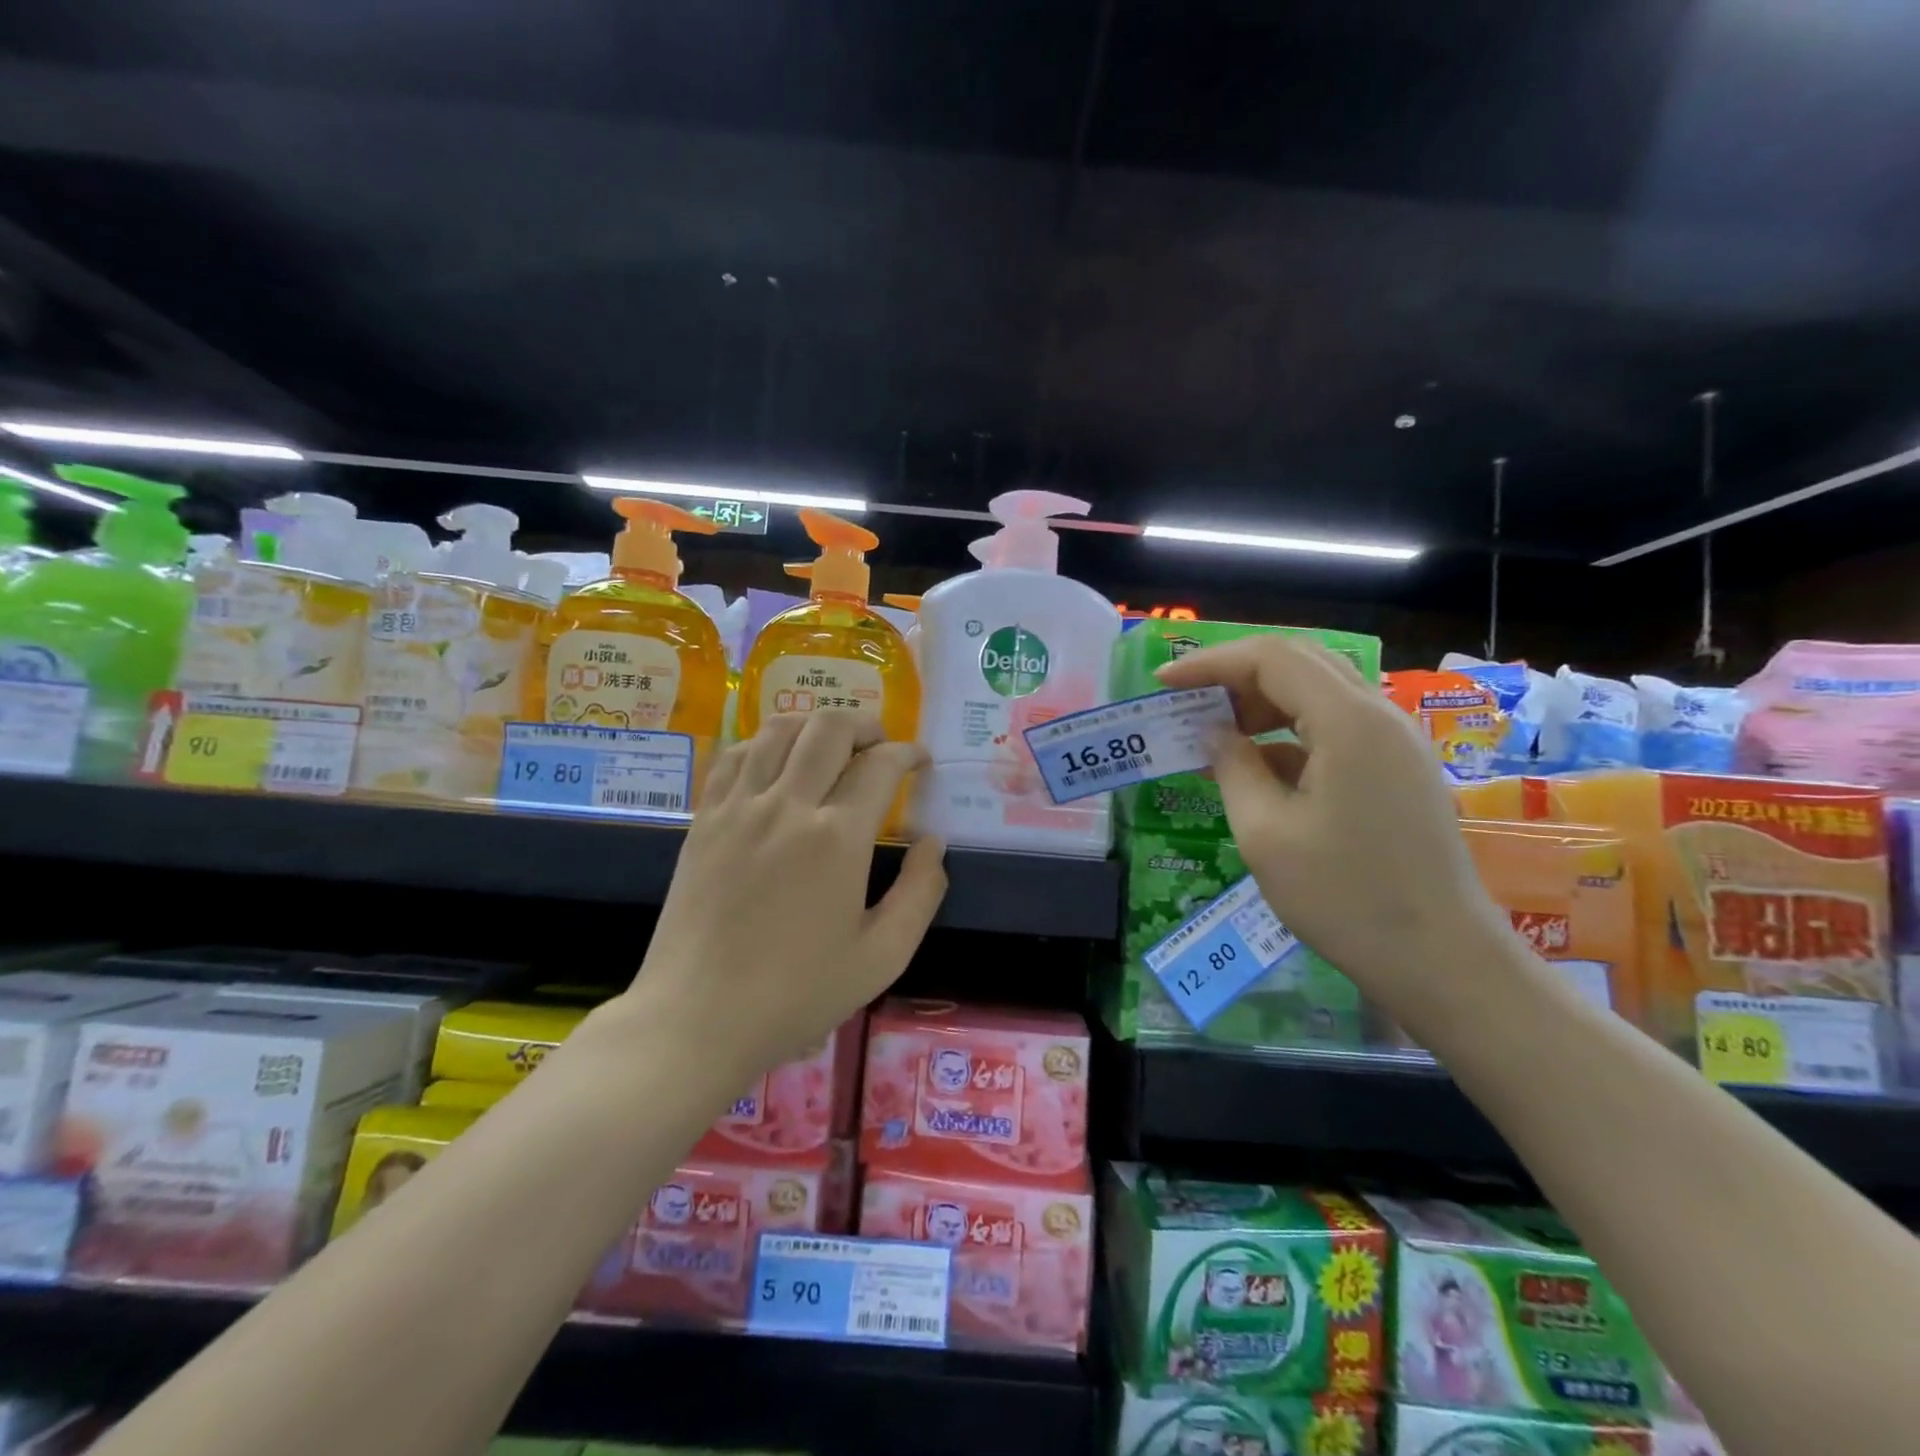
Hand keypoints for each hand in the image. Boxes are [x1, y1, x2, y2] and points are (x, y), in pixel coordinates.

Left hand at [632, 709, 947, 1077]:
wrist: (698, 1018)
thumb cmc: (796, 994)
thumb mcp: (882, 957)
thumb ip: (920, 893)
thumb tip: (932, 843)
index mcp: (837, 838)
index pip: (880, 766)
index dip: (908, 754)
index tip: (920, 762)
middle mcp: (788, 806)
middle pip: (829, 728)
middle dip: (866, 725)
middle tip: (881, 747)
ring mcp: (739, 807)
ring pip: (780, 729)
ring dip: (815, 726)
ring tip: (833, 747)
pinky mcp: (704, 818)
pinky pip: (736, 755)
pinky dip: (767, 743)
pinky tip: (778, 763)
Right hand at [1156, 636, 1509, 1017]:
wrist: (1441, 960)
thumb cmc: (1343, 898)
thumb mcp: (1265, 833)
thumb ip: (1233, 767)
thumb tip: (1214, 732)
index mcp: (1348, 722)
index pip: (1271, 658)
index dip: (1211, 662)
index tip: (1163, 683)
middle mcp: (1379, 716)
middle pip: (1299, 663)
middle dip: (1235, 675)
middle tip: (1187, 703)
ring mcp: (1395, 742)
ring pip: (1318, 693)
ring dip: (1261, 703)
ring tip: (1213, 734)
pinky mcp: (1398, 769)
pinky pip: (1335, 728)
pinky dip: (1288, 734)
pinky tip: (1254, 767)